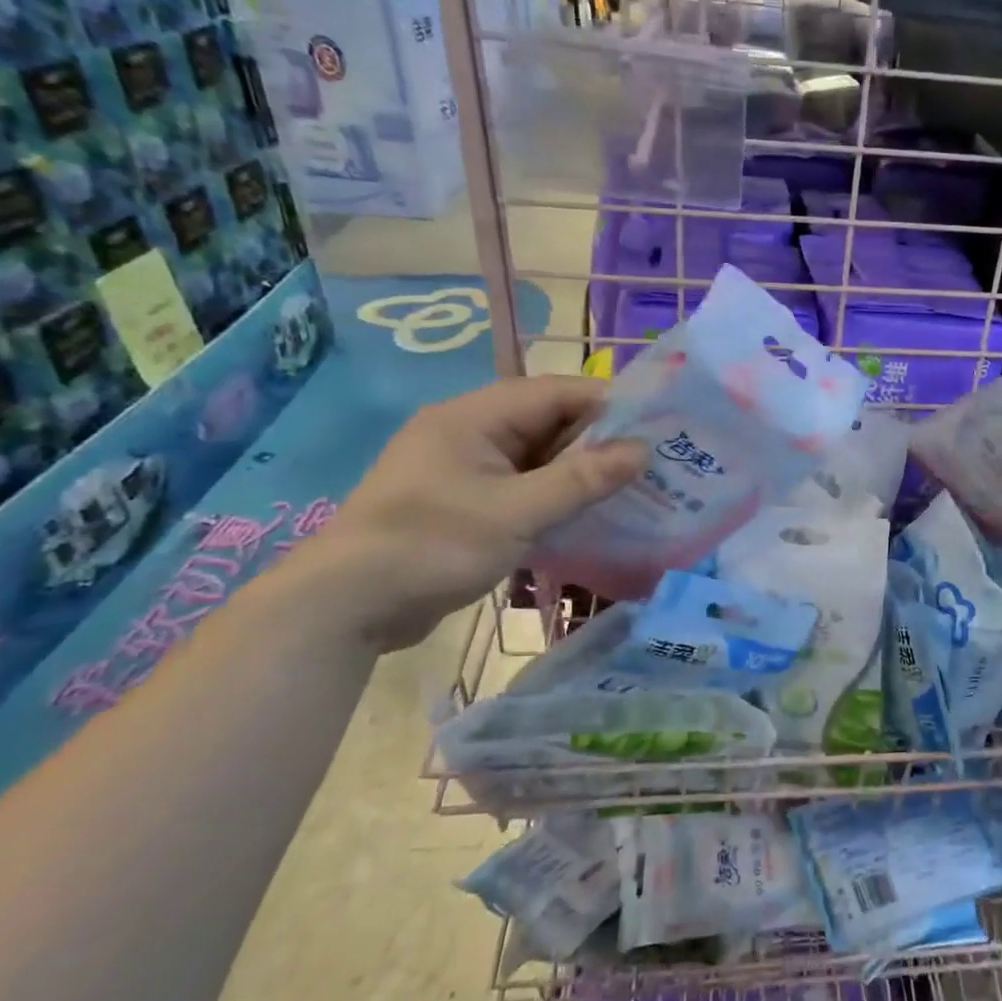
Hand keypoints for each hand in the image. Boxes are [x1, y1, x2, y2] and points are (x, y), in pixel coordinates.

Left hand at [291, 377, 644, 650]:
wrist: (345, 608)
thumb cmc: (433, 546)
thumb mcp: (518, 512)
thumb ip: (582, 479)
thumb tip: (642, 450)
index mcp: (473, 417)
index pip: (555, 392)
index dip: (607, 404)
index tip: (656, 426)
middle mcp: (468, 432)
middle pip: (547, 422)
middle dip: (598, 441)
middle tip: (651, 462)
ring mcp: (463, 469)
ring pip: (536, 457)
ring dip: (578, 472)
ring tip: (630, 488)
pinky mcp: (462, 503)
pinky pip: (521, 486)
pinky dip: (553, 496)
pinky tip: (587, 515)